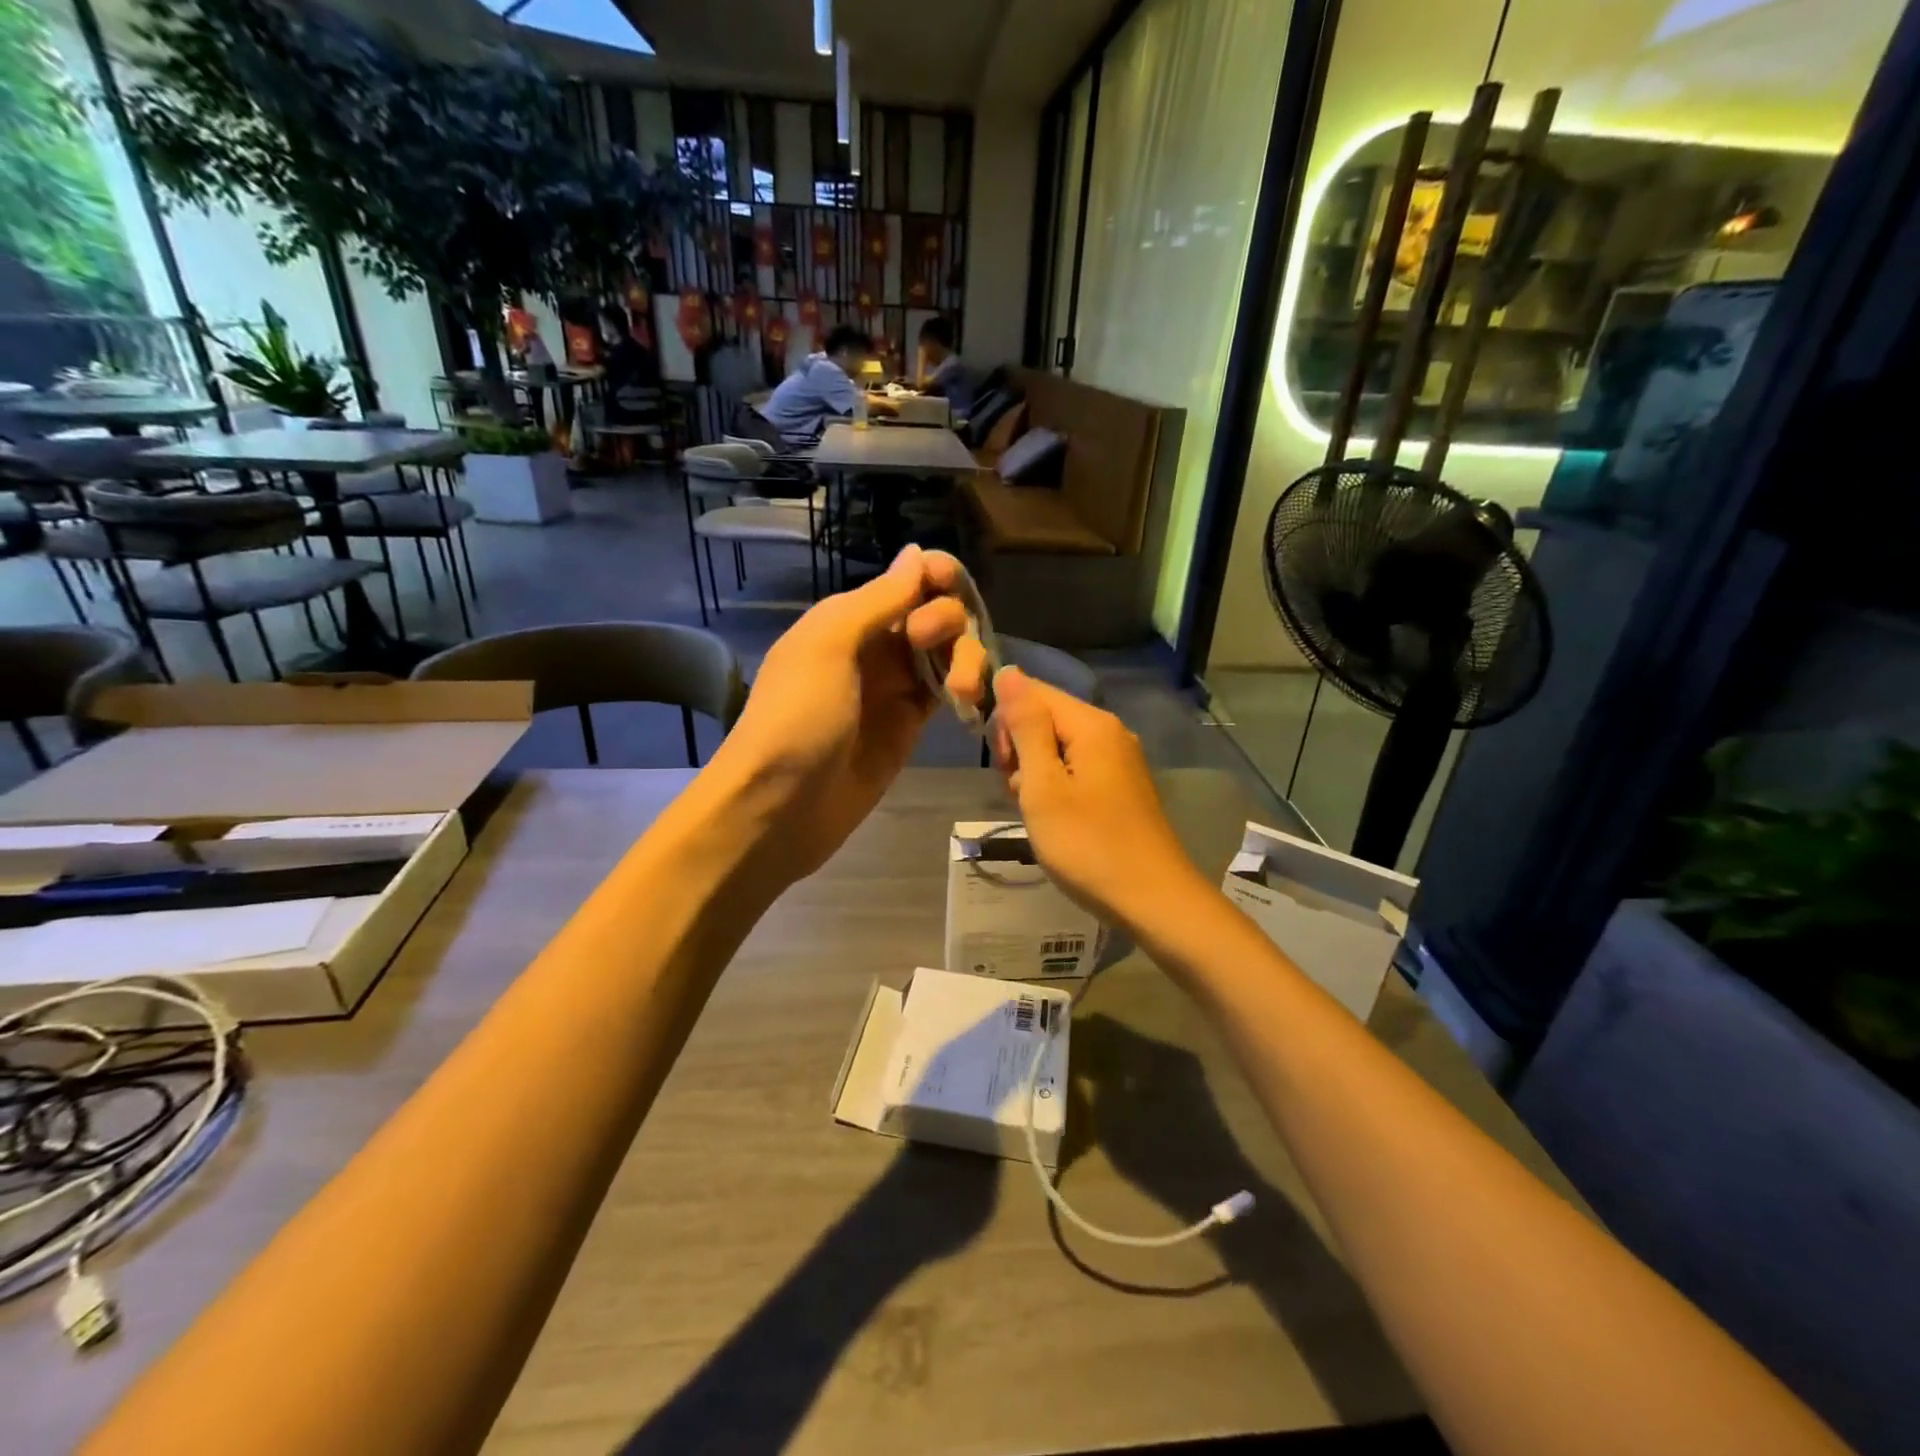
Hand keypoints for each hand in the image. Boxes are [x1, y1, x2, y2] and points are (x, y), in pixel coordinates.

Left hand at [711, 545, 987, 882]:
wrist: (779, 807)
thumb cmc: (797, 717)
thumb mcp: (828, 645)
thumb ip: (879, 600)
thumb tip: (918, 553)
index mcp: (848, 618)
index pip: (907, 581)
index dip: (937, 576)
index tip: (955, 586)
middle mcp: (875, 647)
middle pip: (934, 614)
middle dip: (949, 620)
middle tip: (931, 643)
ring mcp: (893, 689)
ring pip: (947, 654)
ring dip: (964, 658)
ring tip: (964, 690)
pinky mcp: (909, 727)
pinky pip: (946, 694)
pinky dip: (964, 690)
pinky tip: (971, 700)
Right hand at [988, 667, 1206, 932]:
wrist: (1152, 900)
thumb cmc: (1088, 844)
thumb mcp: (1043, 785)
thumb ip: (1025, 726)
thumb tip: (1008, 671)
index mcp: (1091, 724)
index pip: (1032, 691)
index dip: (1005, 720)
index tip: (1001, 763)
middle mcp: (1110, 732)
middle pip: (1047, 717)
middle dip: (1020, 748)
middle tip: (1019, 792)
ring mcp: (1120, 760)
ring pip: (1058, 746)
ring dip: (1035, 772)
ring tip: (1036, 811)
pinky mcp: (1122, 786)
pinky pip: (1077, 768)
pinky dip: (1057, 787)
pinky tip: (1055, 819)